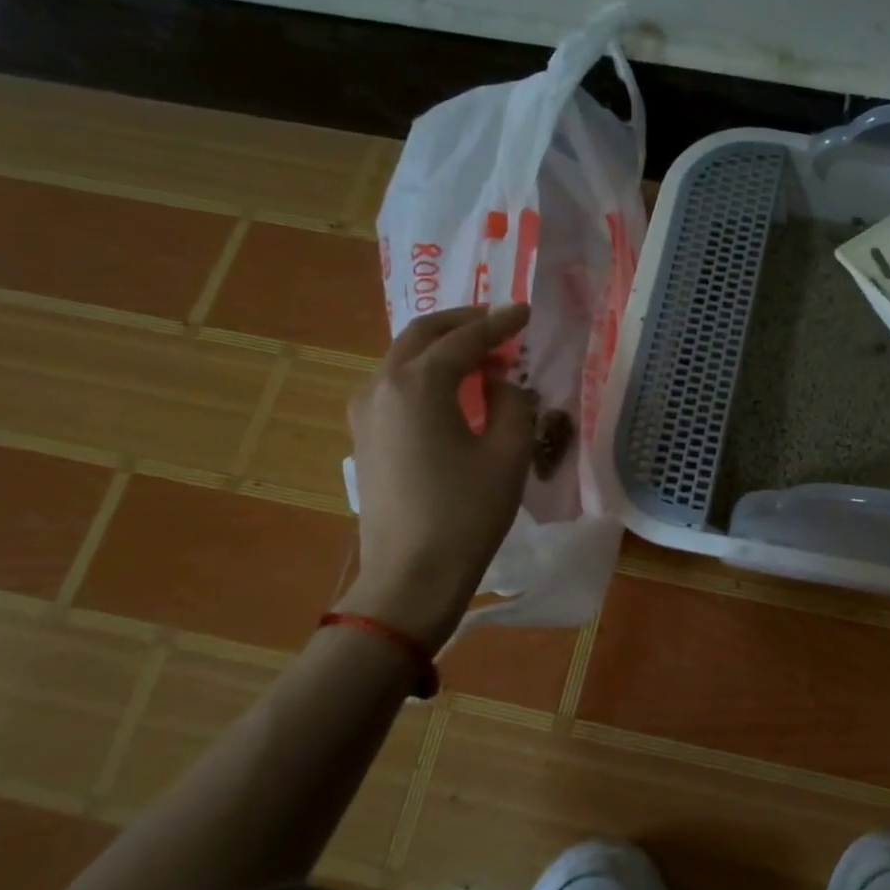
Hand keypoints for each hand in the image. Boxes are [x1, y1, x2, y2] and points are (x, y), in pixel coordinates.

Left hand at [337, 304, 537, 642]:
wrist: (411, 577)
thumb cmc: (467, 514)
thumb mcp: (508, 454)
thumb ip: (513, 405)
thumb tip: (502, 385)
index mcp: (418, 385)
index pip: (464, 339)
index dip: (498, 323)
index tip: (524, 312)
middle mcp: (382, 387)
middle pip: (421, 336)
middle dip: (462, 323)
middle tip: (498, 323)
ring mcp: (366, 414)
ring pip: (403, 359)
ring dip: (441, 348)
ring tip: (480, 357)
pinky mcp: (365, 439)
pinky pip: (395, 387)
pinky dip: (425, 375)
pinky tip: (451, 392)